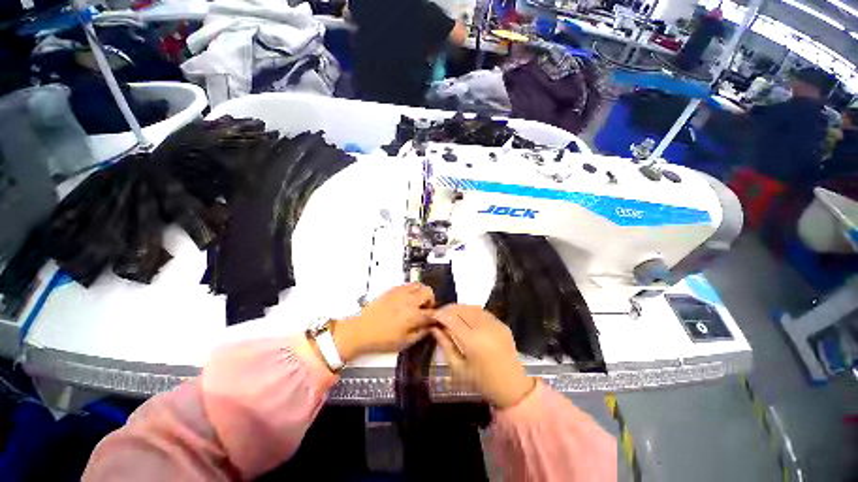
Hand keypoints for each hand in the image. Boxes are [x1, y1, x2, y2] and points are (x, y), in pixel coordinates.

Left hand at [333, 283, 434, 361]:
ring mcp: (400, 293)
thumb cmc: (383, 339)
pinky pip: (408, 284)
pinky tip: (406, 299)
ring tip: (417, 302)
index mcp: (413, 315)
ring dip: (421, 293)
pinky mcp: (393, 289)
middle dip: (430, 301)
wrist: (362, 330)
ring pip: (419, 285)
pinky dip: (411, 289)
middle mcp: (409, 300)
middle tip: (425, 309)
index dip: (435, 317)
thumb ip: (421, 333)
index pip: (432, 312)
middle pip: (428, 292)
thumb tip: (430, 327)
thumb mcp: (405, 342)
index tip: (433, 320)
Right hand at [432, 305, 534, 408]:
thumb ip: (445, 345)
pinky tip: (465, 317)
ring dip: (458, 308)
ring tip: (450, 315)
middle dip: (447, 309)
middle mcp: (484, 327)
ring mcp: (495, 323)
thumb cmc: (482, 382)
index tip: (430, 315)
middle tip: (439, 315)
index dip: (439, 314)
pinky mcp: (501, 323)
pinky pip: (482, 311)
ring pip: (471, 307)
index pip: (451, 318)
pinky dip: (470, 311)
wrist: (513, 387)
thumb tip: (434, 328)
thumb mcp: (458, 369)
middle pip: (461, 309)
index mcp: (472, 341)